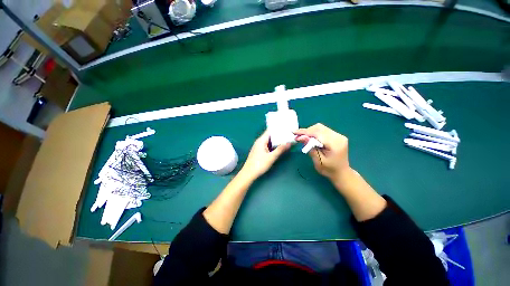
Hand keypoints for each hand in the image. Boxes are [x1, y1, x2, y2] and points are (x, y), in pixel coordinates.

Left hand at [240, 130, 290, 179]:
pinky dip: (273, 145)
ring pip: (269, 141)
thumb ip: (280, 149)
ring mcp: (259, 147)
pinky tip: (279, 147)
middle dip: (279, 135)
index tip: (286, 128)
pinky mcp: (259, 151)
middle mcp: (259, 142)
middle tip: (288, 134)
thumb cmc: (259, 164)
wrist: (249, 173)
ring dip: (276, 141)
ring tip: (286, 139)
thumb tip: (289, 142)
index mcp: (261, 140)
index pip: (270, 131)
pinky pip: (267, 146)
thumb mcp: (271, 157)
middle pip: (270, 136)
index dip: (278, 129)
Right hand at [295, 123, 351, 185]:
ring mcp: (338, 135)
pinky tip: (309, 137)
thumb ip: (310, 148)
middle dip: (306, 131)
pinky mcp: (336, 136)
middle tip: (296, 135)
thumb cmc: (329, 170)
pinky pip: (323, 130)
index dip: (305, 132)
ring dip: (310, 131)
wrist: (341, 173)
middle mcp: (338, 137)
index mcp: (335, 144)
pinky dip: (314, 133)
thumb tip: (301, 137)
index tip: (294, 133)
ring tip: (301, 136)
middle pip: (319, 128)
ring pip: (320, 128)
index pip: (318, 133)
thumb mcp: (318, 161)